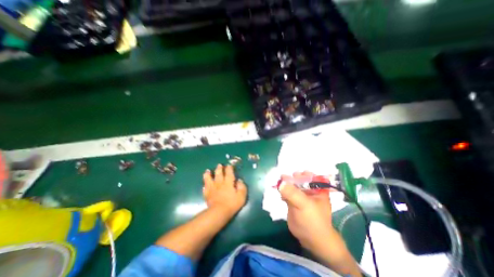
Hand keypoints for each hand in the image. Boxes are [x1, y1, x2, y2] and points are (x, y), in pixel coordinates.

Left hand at [202, 165, 246, 216]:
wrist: (219, 212)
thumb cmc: (232, 204)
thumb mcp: (242, 196)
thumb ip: (242, 187)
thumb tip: (239, 181)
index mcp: (228, 182)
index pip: (229, 172)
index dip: (229, 168)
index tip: (229, 165)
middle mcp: (219, 182)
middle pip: (218, 173)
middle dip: (219, 168)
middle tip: (219, 165)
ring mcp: (212, 188)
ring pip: (209, 178)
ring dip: (208, 174)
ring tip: (208, 171)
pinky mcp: (207, 194)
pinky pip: (205, 187)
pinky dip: (205, 184)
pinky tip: (204, 184)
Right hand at [280, 172, 332, 249]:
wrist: (311, 239)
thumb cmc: (313, 220)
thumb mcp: (304, 205)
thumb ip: (292, 193)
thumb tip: (280, 182)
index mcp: (317, 188)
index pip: (310, 175)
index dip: (302, 174)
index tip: (294, 176)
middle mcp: (309, 189)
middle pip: (299, 179)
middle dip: (291, 178)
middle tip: (284, 179)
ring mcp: (300, 195)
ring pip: (292, 185)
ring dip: (285, 184)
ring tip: (279, 184)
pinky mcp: (293, 201)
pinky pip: (287, 192)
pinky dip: (282, 191)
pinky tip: (280, 194)